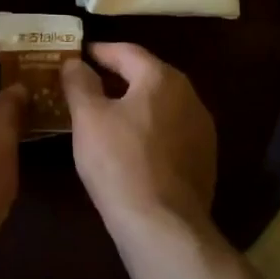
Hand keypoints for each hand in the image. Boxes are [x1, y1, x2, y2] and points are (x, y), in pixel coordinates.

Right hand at [61, 43, 216, 239]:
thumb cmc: (120, 162)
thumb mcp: (88, 117)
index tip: (78, 54)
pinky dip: (148, 128)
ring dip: (133, 103)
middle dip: (116, 76)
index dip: (99, 51)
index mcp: (162, 78)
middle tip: (87, 83)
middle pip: (147, 76)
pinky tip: (129, 145)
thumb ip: (79, 82)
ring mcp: (201, 129)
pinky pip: (170, 131)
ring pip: (160, 104)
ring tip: (105, 114)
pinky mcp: (204, 159)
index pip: (127, 51)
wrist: (164, 227)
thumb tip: (75, 62)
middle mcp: (189, 95)